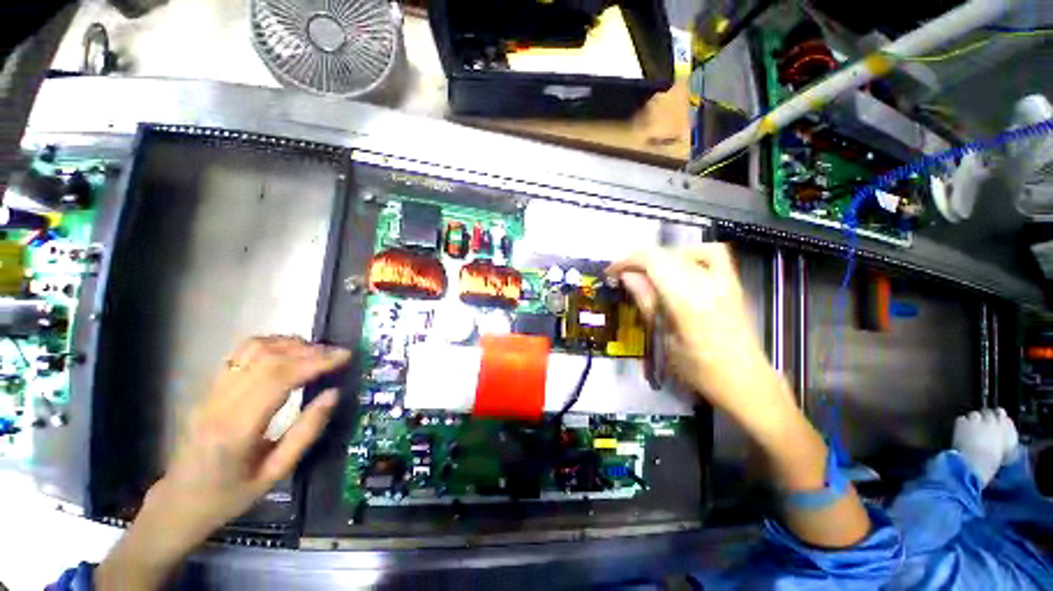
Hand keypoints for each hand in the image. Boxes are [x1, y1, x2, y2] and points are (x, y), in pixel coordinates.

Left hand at [96, 336, 350, 589]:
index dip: (315, 362)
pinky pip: (241, 353)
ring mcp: (211, 391)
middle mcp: (220, 403)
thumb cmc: (229, 496)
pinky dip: (271, 344)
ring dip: (291, 344)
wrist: (179, 501)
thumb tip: (333, 394)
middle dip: (310, 351)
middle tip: (338, 354)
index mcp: (236, 430)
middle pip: (267, 358)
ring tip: (318, 351)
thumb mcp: (275, 474)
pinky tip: (290, 351)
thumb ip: (306, 433)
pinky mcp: (210, 387)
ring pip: (252, 349)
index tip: (345, 357)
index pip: (278, 379)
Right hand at [607, 245, 782, 424]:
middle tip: (623, 276)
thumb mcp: (665, 338)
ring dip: (659, 258)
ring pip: (683, 252)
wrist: (746, 381)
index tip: (611, 272)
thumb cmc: (699, 370)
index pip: (653, 261)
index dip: (628, 260)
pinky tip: (681, 266)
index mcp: (687, 301)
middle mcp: (707, 283)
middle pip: (665, 254)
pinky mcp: (733, 282)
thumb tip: (626, 276)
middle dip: (638, 260)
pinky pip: (711, 253)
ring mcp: (724, 280)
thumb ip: (647, 301)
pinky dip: (690, 254)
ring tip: (647, 273)